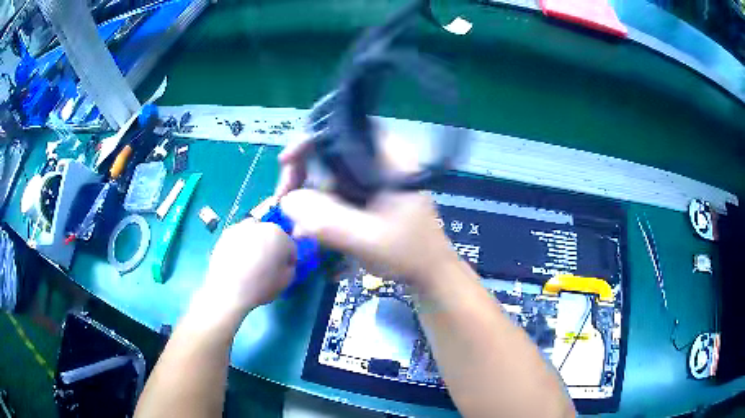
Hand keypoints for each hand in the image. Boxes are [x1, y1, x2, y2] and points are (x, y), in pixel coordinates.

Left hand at [195, 219, 296, 320]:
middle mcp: (260, 225)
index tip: (282, 271)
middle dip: (271, 248)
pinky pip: (239, 238)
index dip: (287, 260)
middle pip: (271, 236)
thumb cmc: (261, 286)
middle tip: (266, 266)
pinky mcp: (225, 235)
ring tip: (249, 263)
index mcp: (279, 234)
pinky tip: (237, 261)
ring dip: (255, 244)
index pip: (289, 246)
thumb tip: (284, 262)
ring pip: (254, 234)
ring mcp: (240, 228)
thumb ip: (290, 267)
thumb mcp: (286, 281)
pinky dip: (240, 246)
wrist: (228, 290)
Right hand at [275, 134, 460, 290]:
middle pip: (331, 149)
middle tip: (283, 198)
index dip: (311, 140)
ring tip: (294, 220)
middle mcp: (381, 159)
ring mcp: (374, 176)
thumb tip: (287, 202)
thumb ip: (327, 221)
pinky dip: (319, 203)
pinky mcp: (369, 192)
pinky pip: (336, 188)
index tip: (286, 162)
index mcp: (389, 158)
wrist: (430, 272)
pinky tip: (309, 225)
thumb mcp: (368, 240)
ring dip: (308, 192)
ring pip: (330, 170)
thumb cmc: (408, 253)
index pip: (344, 130)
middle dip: (302, 172)